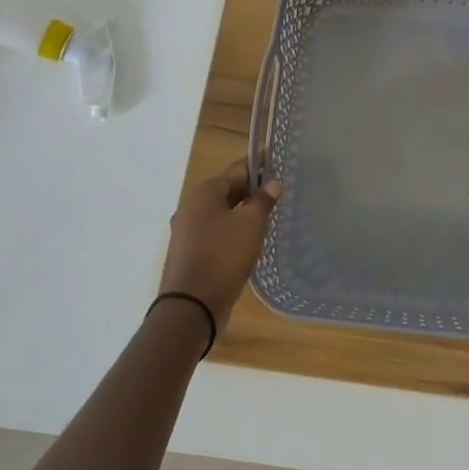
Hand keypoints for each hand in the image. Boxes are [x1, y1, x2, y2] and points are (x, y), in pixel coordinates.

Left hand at [160, 161, 281, 332]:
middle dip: (253, 189)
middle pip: (228, 189)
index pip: (239, 168)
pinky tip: (250, 238)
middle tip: (281, 190)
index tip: (281, 162)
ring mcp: (187, 229)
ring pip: (222, 211)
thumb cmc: (223, 256)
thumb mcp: (251, 224)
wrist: (191, 307)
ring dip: (244, 210)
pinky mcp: (189, 250)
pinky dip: (233, 228)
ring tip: (270, 213)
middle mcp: (191, 205)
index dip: (261, 165)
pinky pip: (216, 230)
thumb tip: (272, 183)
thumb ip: (263, 200)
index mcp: (204, 191)